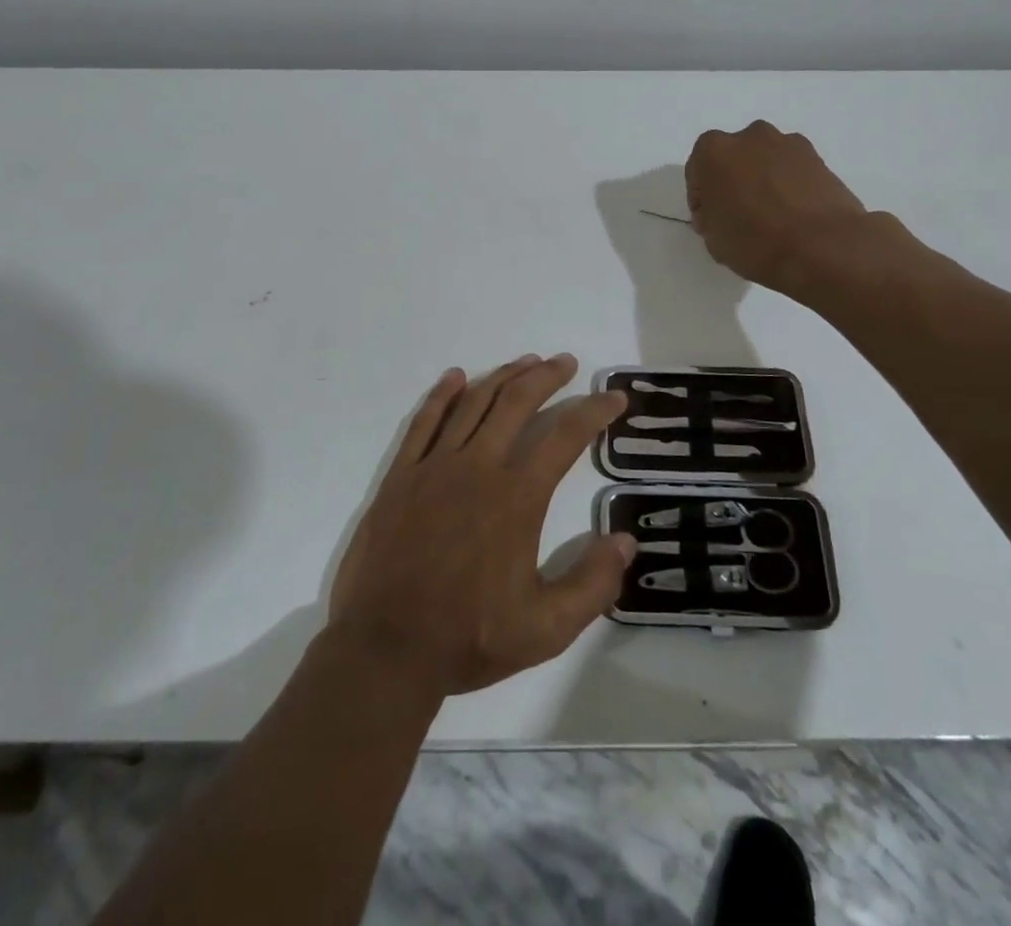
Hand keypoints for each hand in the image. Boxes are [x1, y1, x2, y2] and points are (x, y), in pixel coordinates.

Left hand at [327, 354, 635, 697]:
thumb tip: (625, 541)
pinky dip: (442, 395)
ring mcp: (434, 467)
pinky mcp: (401, 476)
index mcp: (516, 497)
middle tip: (566, 362)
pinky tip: (456, 377)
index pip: (565, 436)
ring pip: (473, 403)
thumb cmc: (468, 638)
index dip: (594, 411)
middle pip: (517, 403)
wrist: (385, 648)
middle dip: (546, 377)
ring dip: (503, 376)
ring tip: (526, 361)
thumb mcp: (546, 629)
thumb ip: (592, 584)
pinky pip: (424, 422)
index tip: (613, 397)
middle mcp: (478, 467)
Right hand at [685, 120, 871, 295]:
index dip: (702, 200)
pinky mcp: (818, 157)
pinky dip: (788, 184)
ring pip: (764, 161)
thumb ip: (710, 217)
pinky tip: (794, 214)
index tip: (711, 222)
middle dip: (733, 182)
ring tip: (771, 216)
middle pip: (733, 159)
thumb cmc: (756, 241)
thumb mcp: (713, 239)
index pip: (698, 173)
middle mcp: (750, 136)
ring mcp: (788, 143)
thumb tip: (721, 211)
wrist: (823, 246)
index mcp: (713, 151)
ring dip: (762, 180)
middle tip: (739, 215)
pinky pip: (791, 169)